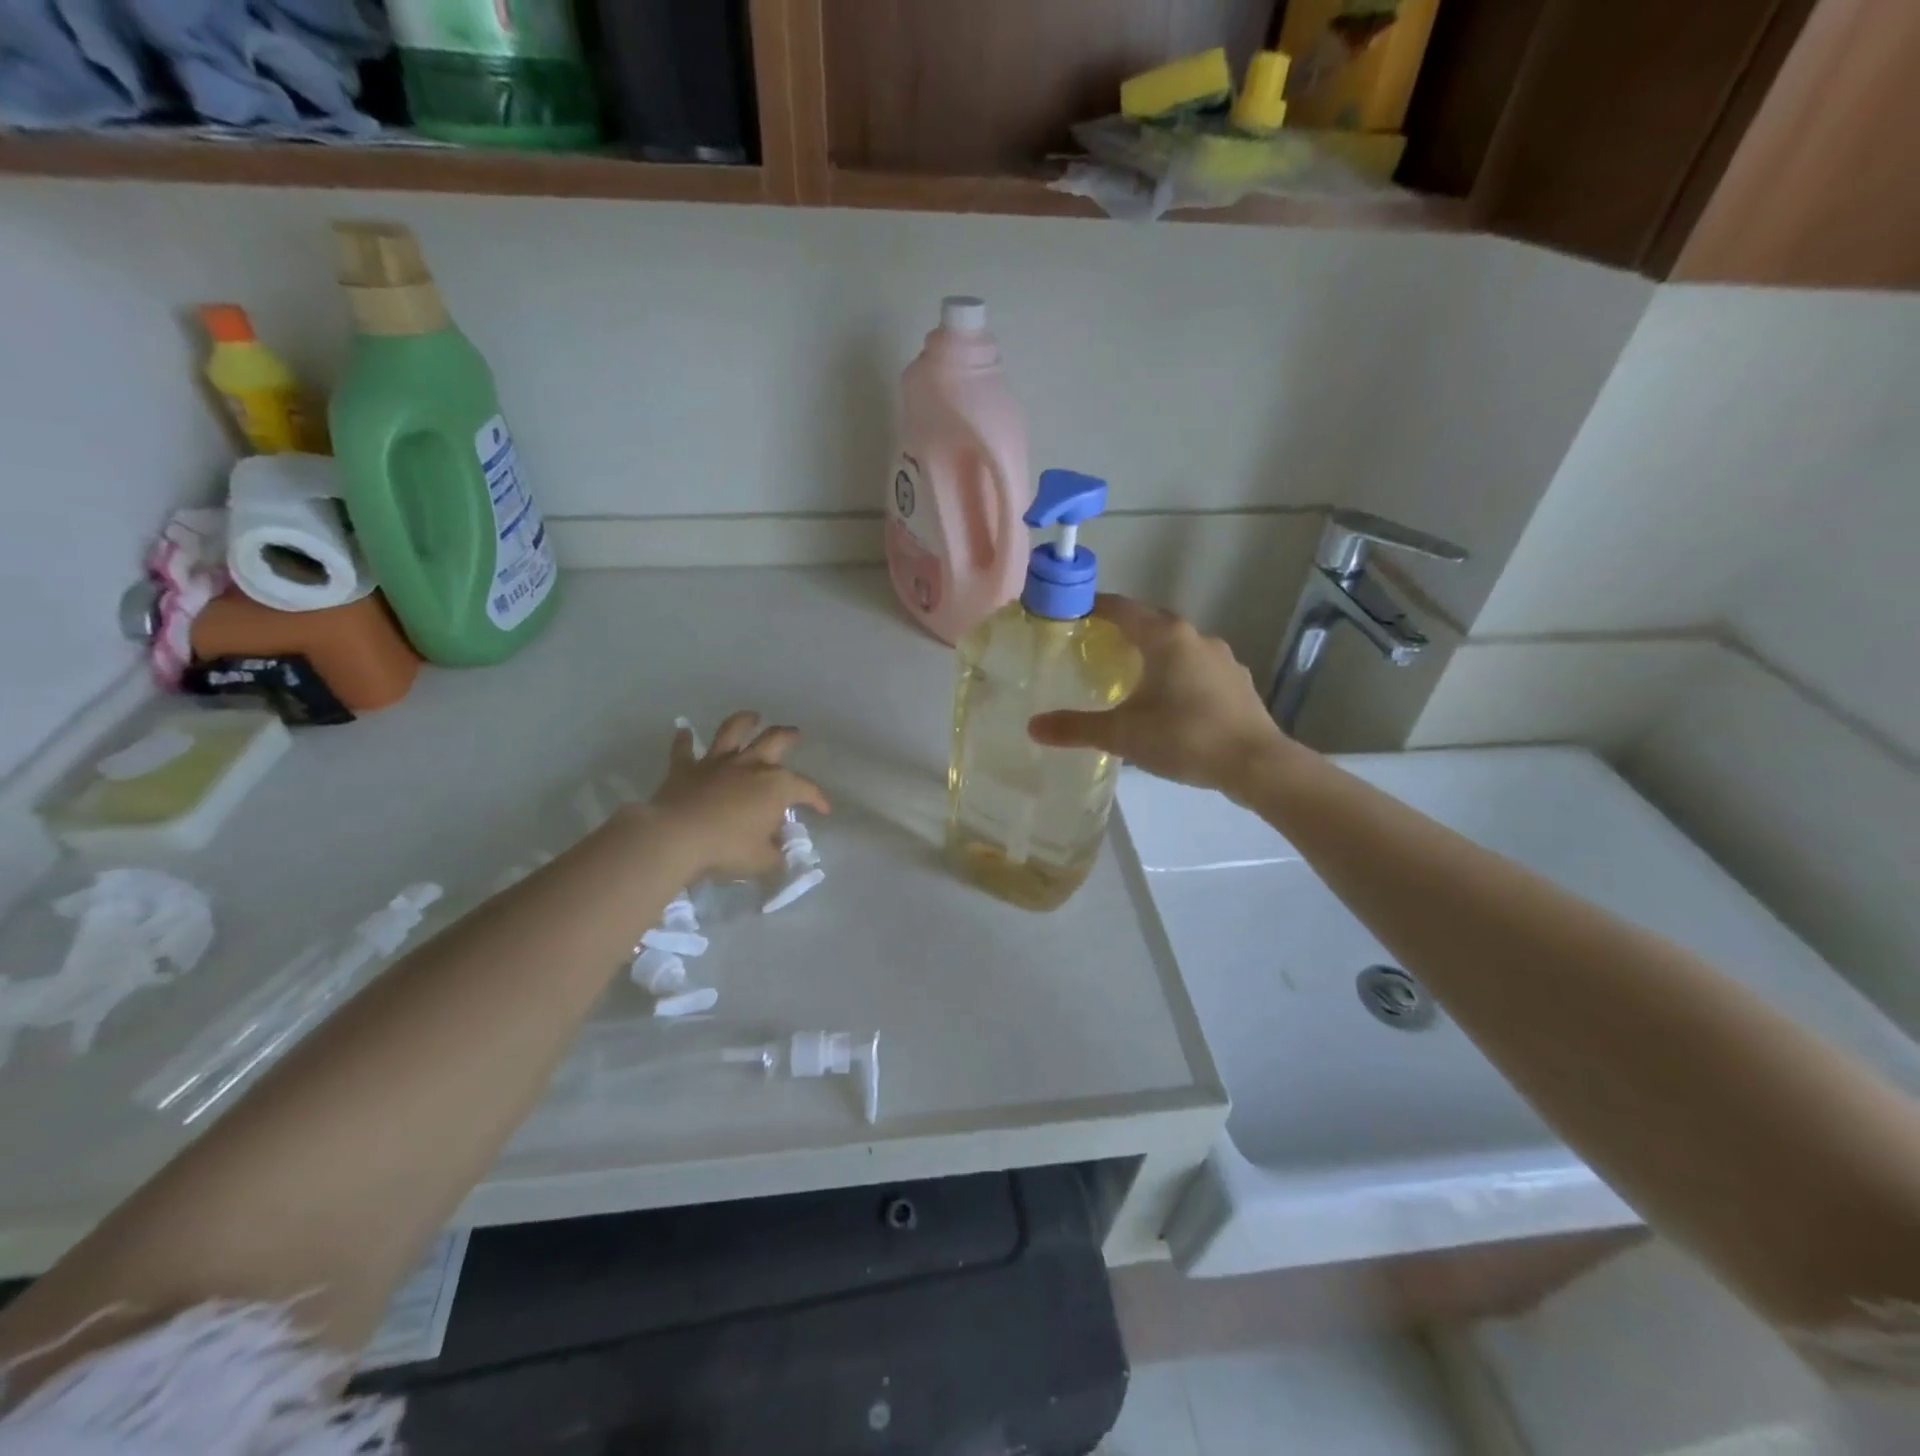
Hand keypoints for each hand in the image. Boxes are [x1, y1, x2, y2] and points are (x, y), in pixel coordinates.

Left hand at [642, 711, 829, 879]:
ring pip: (732, 732)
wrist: (676, 838)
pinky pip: (684, 749)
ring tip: (752, 717)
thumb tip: (778, 853)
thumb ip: (775, 855)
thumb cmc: (727, 848)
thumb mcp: (762, 861)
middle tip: (794, 734)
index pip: (805, 788)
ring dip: (744, 721)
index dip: (818, 799)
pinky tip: (682, 730)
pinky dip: (683, 740)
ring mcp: (717, 764)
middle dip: (788, 736)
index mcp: (776, 786)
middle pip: (774, 740)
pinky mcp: (685, 769)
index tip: (824, 809)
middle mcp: (750, 766)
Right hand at [1028, 595, 1301, 801]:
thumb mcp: (1123, 735)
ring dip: (1153, 651)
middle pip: (1150, 622)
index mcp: (1165, 637)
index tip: (1071, 614)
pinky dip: (1177, 673)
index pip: (1122, 608)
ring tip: (1130, 675)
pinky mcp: (1237, 681)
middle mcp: (1195, 637)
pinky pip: (1197, 666)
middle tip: (1094, 646)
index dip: (1094, 607)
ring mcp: (1222, 658)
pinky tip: (1170, 700)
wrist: (1257, 764)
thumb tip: (1032, 726)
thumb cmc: (1185, 738)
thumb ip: (1076, 728)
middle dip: (1122, 629)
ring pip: (1177, 645)